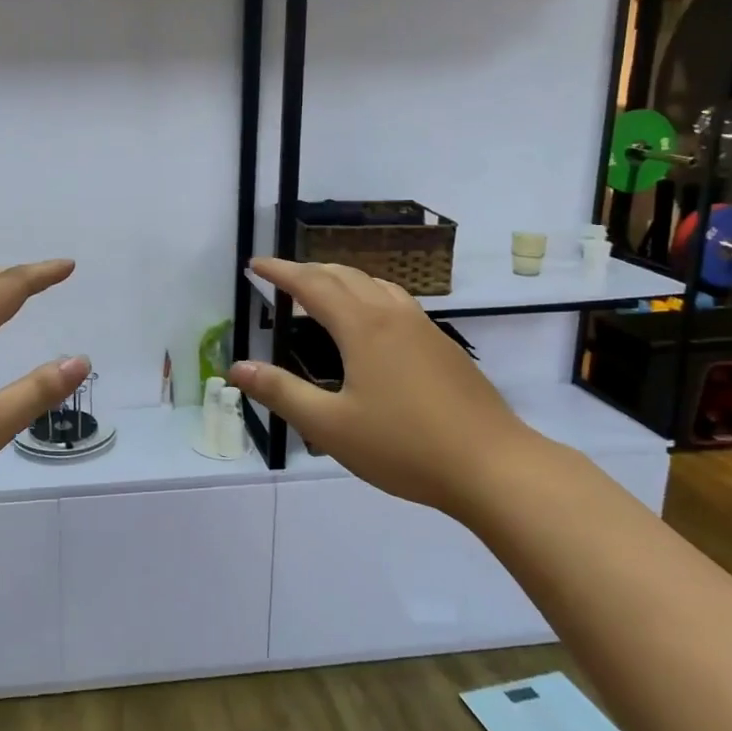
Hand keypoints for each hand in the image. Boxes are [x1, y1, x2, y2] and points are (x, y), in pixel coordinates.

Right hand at [228, 257, 547, 517]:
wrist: (494, 467)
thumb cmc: (405, 446)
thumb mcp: (331, 426)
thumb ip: (281, 392)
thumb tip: (237, 367)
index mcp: (363, 327)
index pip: (312, 284)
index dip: (280, 271)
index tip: (255, 264)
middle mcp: (393, 315)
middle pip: (345, 275)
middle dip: (308, 270)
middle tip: (281, 277)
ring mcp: (424, 328)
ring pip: (375, 284)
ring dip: (342, 279)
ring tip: (322, 292)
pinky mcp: (444, 347)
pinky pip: (396, 301)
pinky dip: (368, 295)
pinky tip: (371, 324)